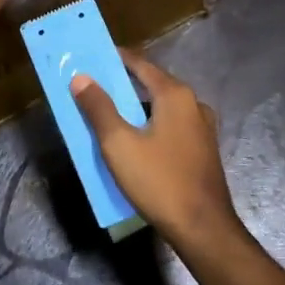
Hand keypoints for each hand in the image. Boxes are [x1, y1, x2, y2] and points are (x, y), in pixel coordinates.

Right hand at [71, 51, 243, 253]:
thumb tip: (81, 78)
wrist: (203, 227)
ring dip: (137, 109)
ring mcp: (202, 127)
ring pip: (162, 108)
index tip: (93, 57)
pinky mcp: (202, 148)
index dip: (117, 59)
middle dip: (124, 85)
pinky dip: (151, 126)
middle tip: (95, 88)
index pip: (141, 64)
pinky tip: (135, 142)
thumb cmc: (159, 181)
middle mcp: (193, 103)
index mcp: (175, 94)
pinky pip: (171, 126)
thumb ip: (99, 108)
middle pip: (153, 85)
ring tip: (109, 116)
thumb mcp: (119, 144)